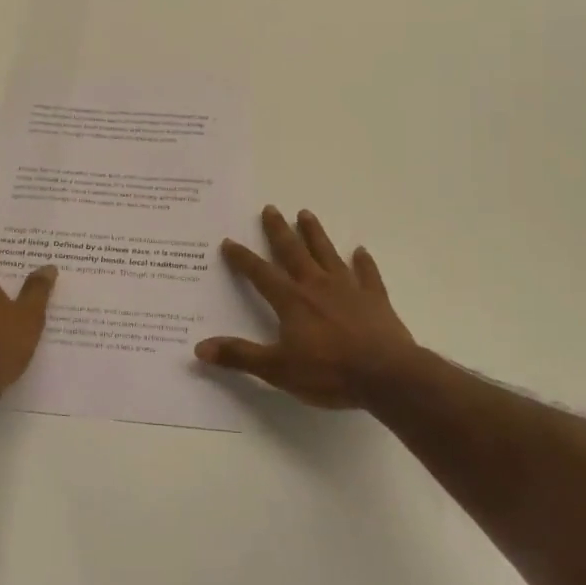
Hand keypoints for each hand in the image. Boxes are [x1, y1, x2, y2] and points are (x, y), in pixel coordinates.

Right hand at [195, 206, 423, 409]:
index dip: (243, 258)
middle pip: (293, 252)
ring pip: (327, 254)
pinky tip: (360, 251)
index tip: (229, 241)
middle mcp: (316, 286)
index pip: (260, 273)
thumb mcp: (277, 369)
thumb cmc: (329, 372)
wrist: (385, 375)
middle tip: (270, 208)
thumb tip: (200, 347)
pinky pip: (367, 275)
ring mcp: (348, 289)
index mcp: (291, 301)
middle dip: (279, 231)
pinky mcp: (374, 299)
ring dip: (315, 234)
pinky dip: (363, 262)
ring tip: (305, 214)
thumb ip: (240, 356)